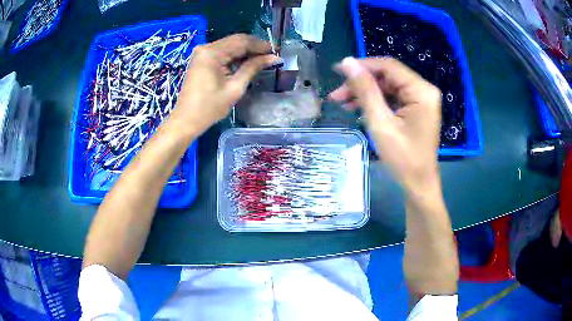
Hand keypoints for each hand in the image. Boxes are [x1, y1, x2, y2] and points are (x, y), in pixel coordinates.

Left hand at [170, 34, 279, 133]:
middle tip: (271, 56)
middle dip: (254, 47)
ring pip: (230, 45)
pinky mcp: (201, 59)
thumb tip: (273, 58)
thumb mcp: (235, 88)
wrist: (186, 121)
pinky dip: (235, 56)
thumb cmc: (209, 108)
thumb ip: (253, 68)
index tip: (276, 52)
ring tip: (262, 60)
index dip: (261, 45)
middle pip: (236, 41)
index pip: (242, 41)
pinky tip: (246, 62)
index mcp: (212, 53)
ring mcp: (202, 53)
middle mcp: (206, 47)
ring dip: (246, 51)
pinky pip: (222, 52)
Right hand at [329, 57, 441, 193]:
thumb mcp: (380, 122)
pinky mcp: (416, 109)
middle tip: (336, 95)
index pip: (388, 66)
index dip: (362, 66)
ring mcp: (421, 100)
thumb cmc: (403, 158)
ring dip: (366, 93)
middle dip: (361, 83)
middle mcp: (424, 90)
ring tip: (342, 103)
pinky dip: (376, 102)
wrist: (419, 184)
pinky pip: (393, 98)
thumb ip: (365, 90)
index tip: (337, 70)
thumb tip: (347, 62)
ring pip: (388, 87)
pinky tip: (358, 109)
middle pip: (387, 76)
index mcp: (421, 90)